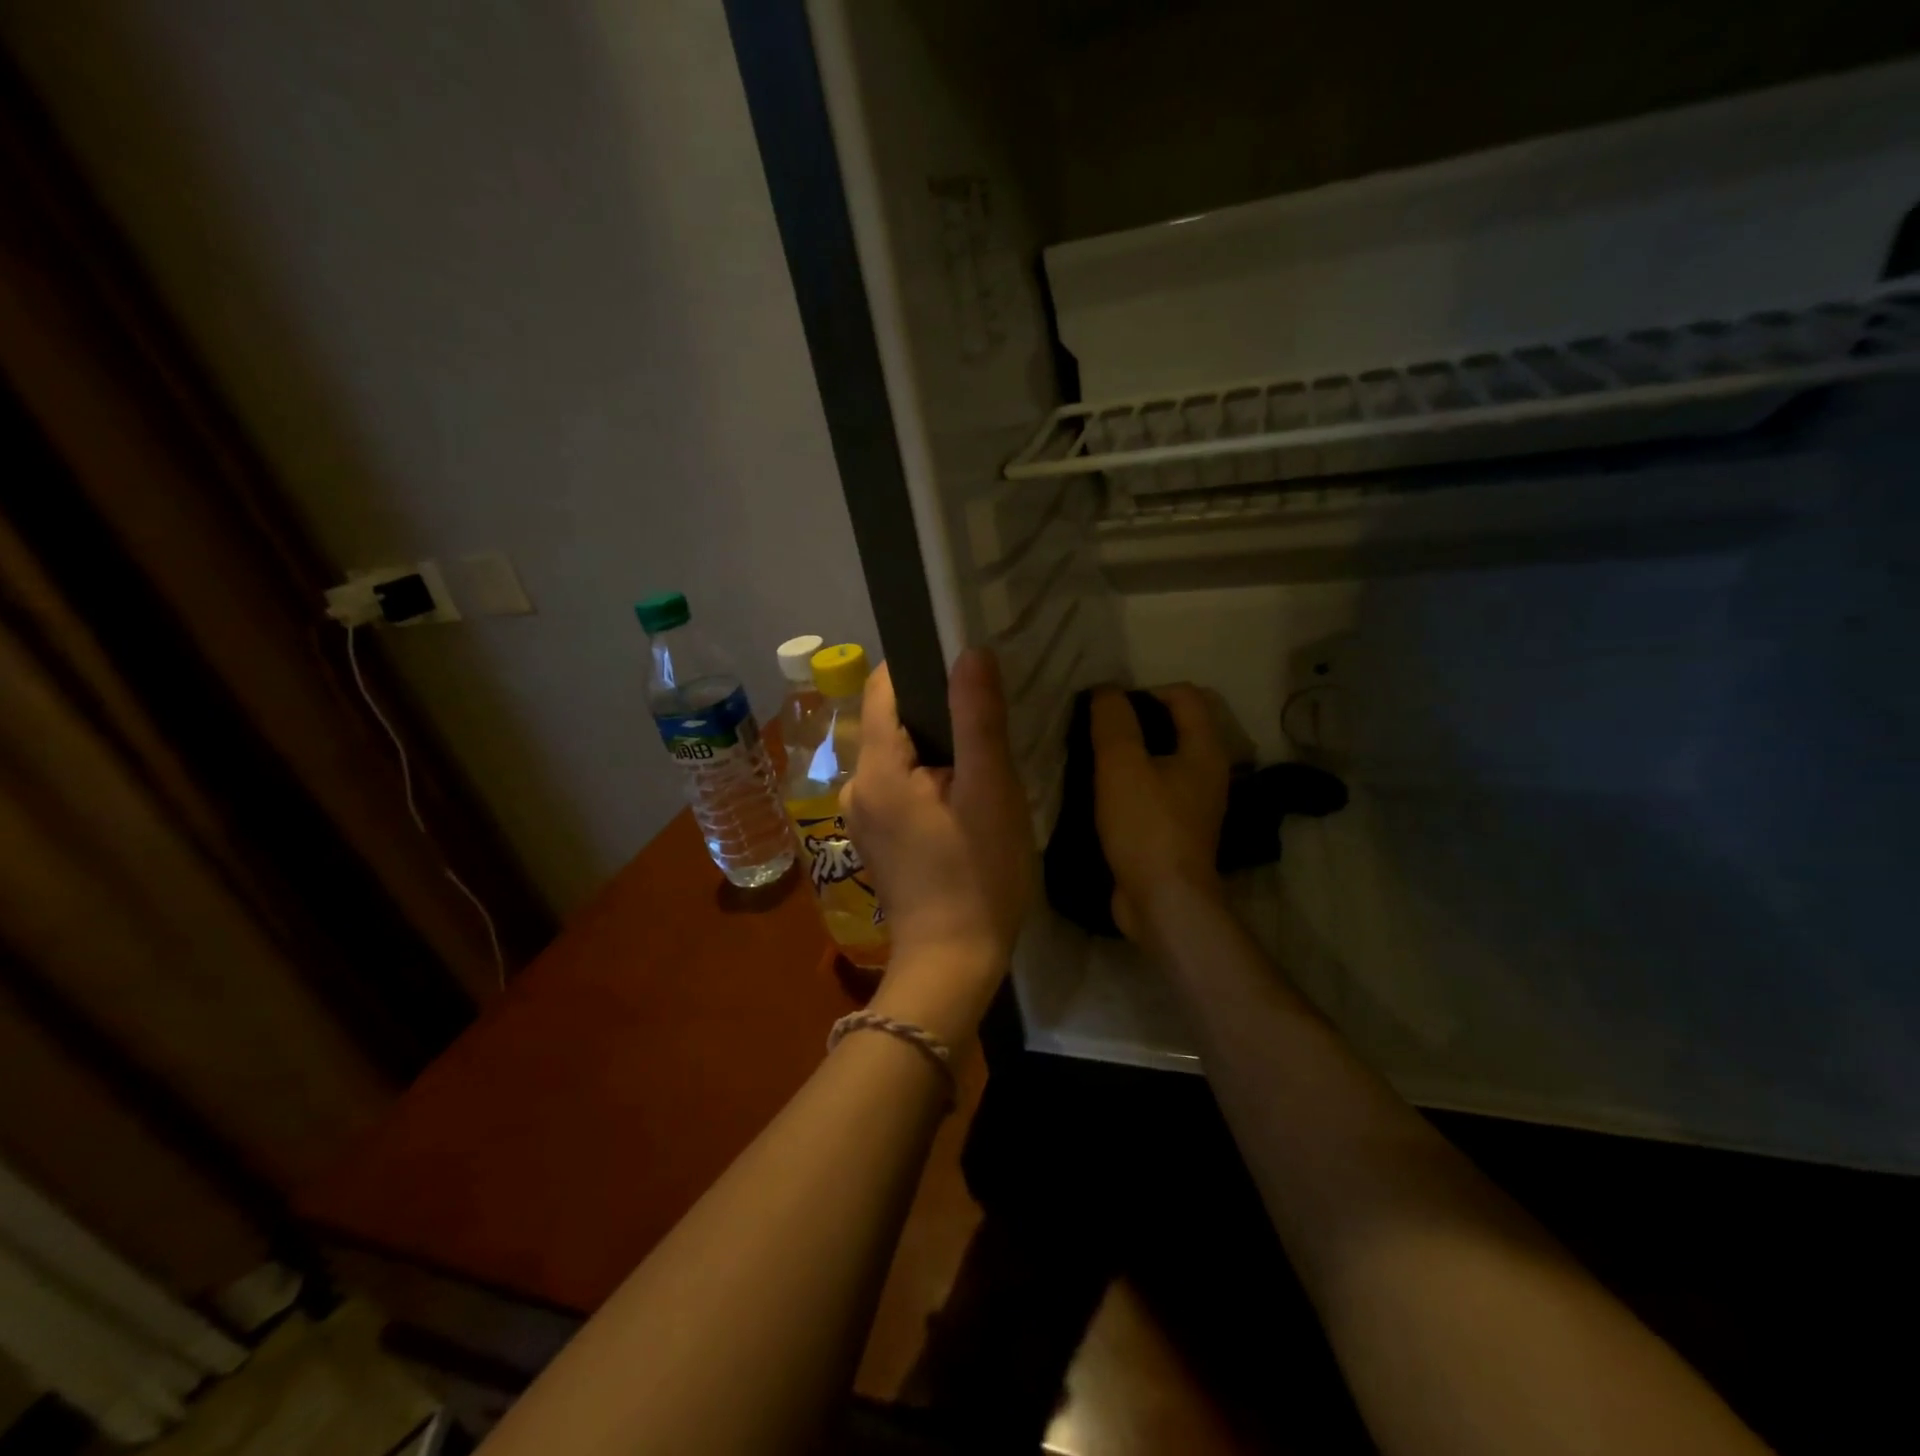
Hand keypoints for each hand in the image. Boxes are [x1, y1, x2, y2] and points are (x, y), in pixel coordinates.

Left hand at [841, 650, 1033, 1043]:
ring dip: (935, 747)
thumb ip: (977, 718)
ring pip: (897, 755)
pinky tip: (962, 794)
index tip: (964, 663)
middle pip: (891, 721)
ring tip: (981, 755)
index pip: (884, 687)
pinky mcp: (874, 838)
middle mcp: (854, 785)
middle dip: (936, 710)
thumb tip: (969, 651)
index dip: (921, 665)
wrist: (951, 963)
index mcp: (876, 768)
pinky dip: (926, 777)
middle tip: (987, 715)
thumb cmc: (977, 875)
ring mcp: (860, 815)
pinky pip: (897, 785)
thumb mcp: (989, 791)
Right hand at [1090, 686, 1230, 941]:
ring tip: (1093, 762)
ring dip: (1130, 756)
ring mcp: (1193, 805)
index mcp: (1205, 750)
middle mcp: (1207, 773)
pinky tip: (1102, 797)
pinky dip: (1131, 786)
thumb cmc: (1146, 826)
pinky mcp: (1175, 831)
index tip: (1109, 711)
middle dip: (1135, 723)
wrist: (1163, 902)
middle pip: (1174, 728)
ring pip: (1162, 762)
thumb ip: (1113, 721)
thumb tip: (1107, 691)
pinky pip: (1153, 792)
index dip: (1146, 691)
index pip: (1184, 695)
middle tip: (1096, 734)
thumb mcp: (1122, 765)